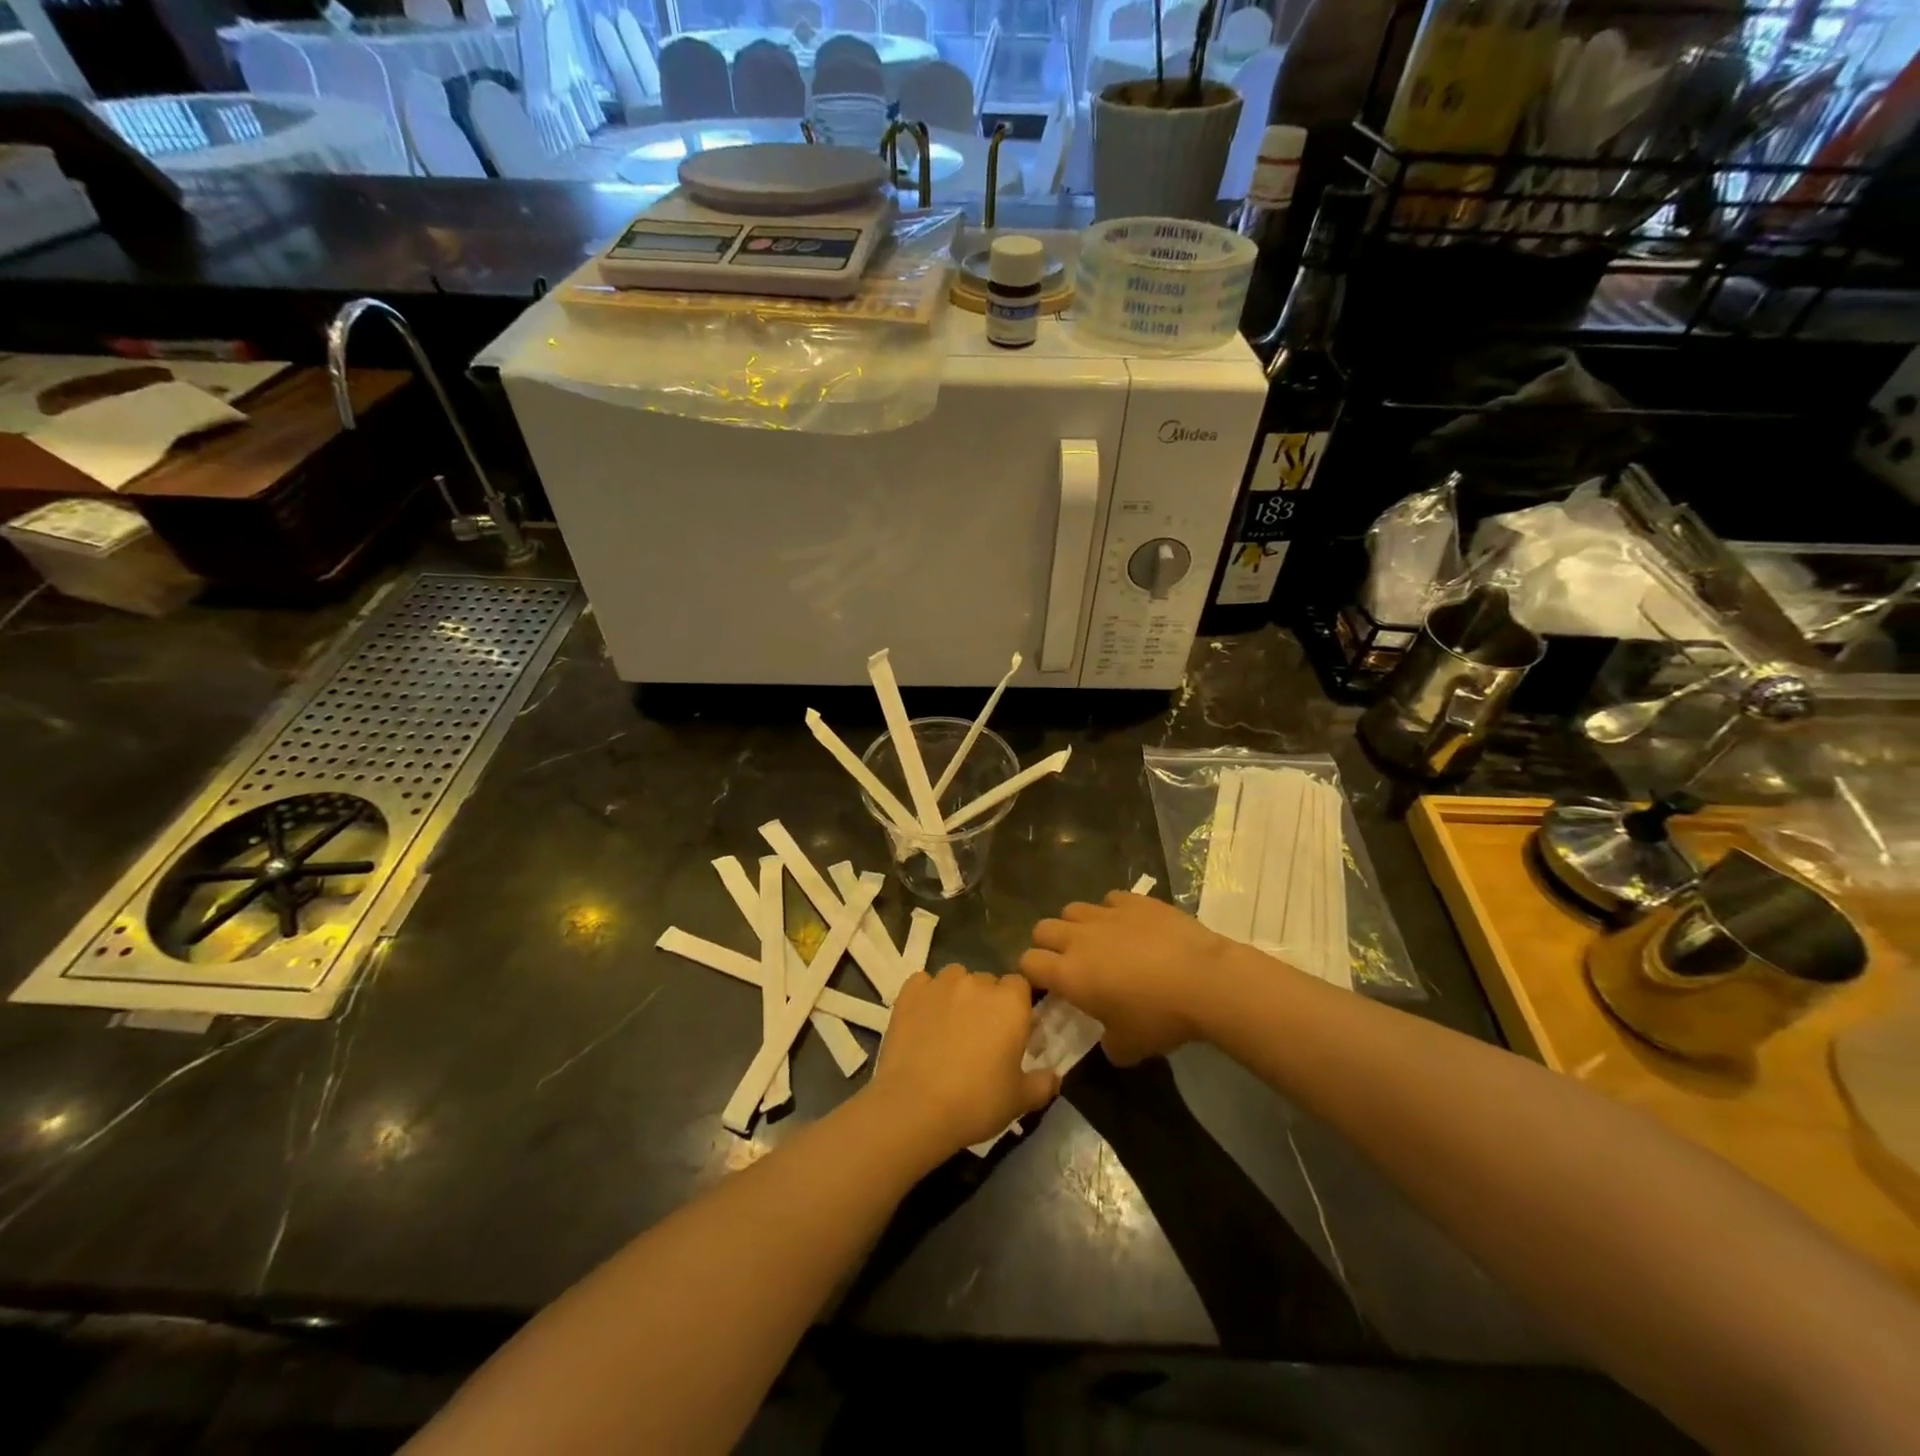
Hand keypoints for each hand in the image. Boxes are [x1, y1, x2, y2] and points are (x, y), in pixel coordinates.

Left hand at [865, 965, 1057, 1157]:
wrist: (915, 1108)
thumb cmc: (976, 1102)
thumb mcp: (1020, 1100)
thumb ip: (1042, 1083)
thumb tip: (1054, 1077)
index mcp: (1010, 1002)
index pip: (1020, 985)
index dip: (1016, 1005)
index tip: (1011, 1030)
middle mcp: (977, 983)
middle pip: (987, 981)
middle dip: (987, 1002)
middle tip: (980, 1036)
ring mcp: (940, 984)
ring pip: (955, 977)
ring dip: (957, 994)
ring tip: (949, 1026)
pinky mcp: (910, 992)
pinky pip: (923, 983)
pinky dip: (925, 995)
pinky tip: (922, 1020)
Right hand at [1019, 892, 1233, 1065]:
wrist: (1205, 980)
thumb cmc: (1160, 1017)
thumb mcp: (1129, 1047)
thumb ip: (1108, 1044)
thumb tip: (1108, 1040)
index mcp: (1069, 974)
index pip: (1028, 963)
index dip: (1032, 974)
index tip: (1047, 987)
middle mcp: (1078, 938)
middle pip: (1042, 929)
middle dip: (1049, 945)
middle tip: (1069, 964)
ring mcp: (1106, 914)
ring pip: (1072, 909)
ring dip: (1076, 925)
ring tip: (1098, 941)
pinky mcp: (1134, 901)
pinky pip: (1109, 899)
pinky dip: (1112, 912)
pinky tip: (1129, 926)